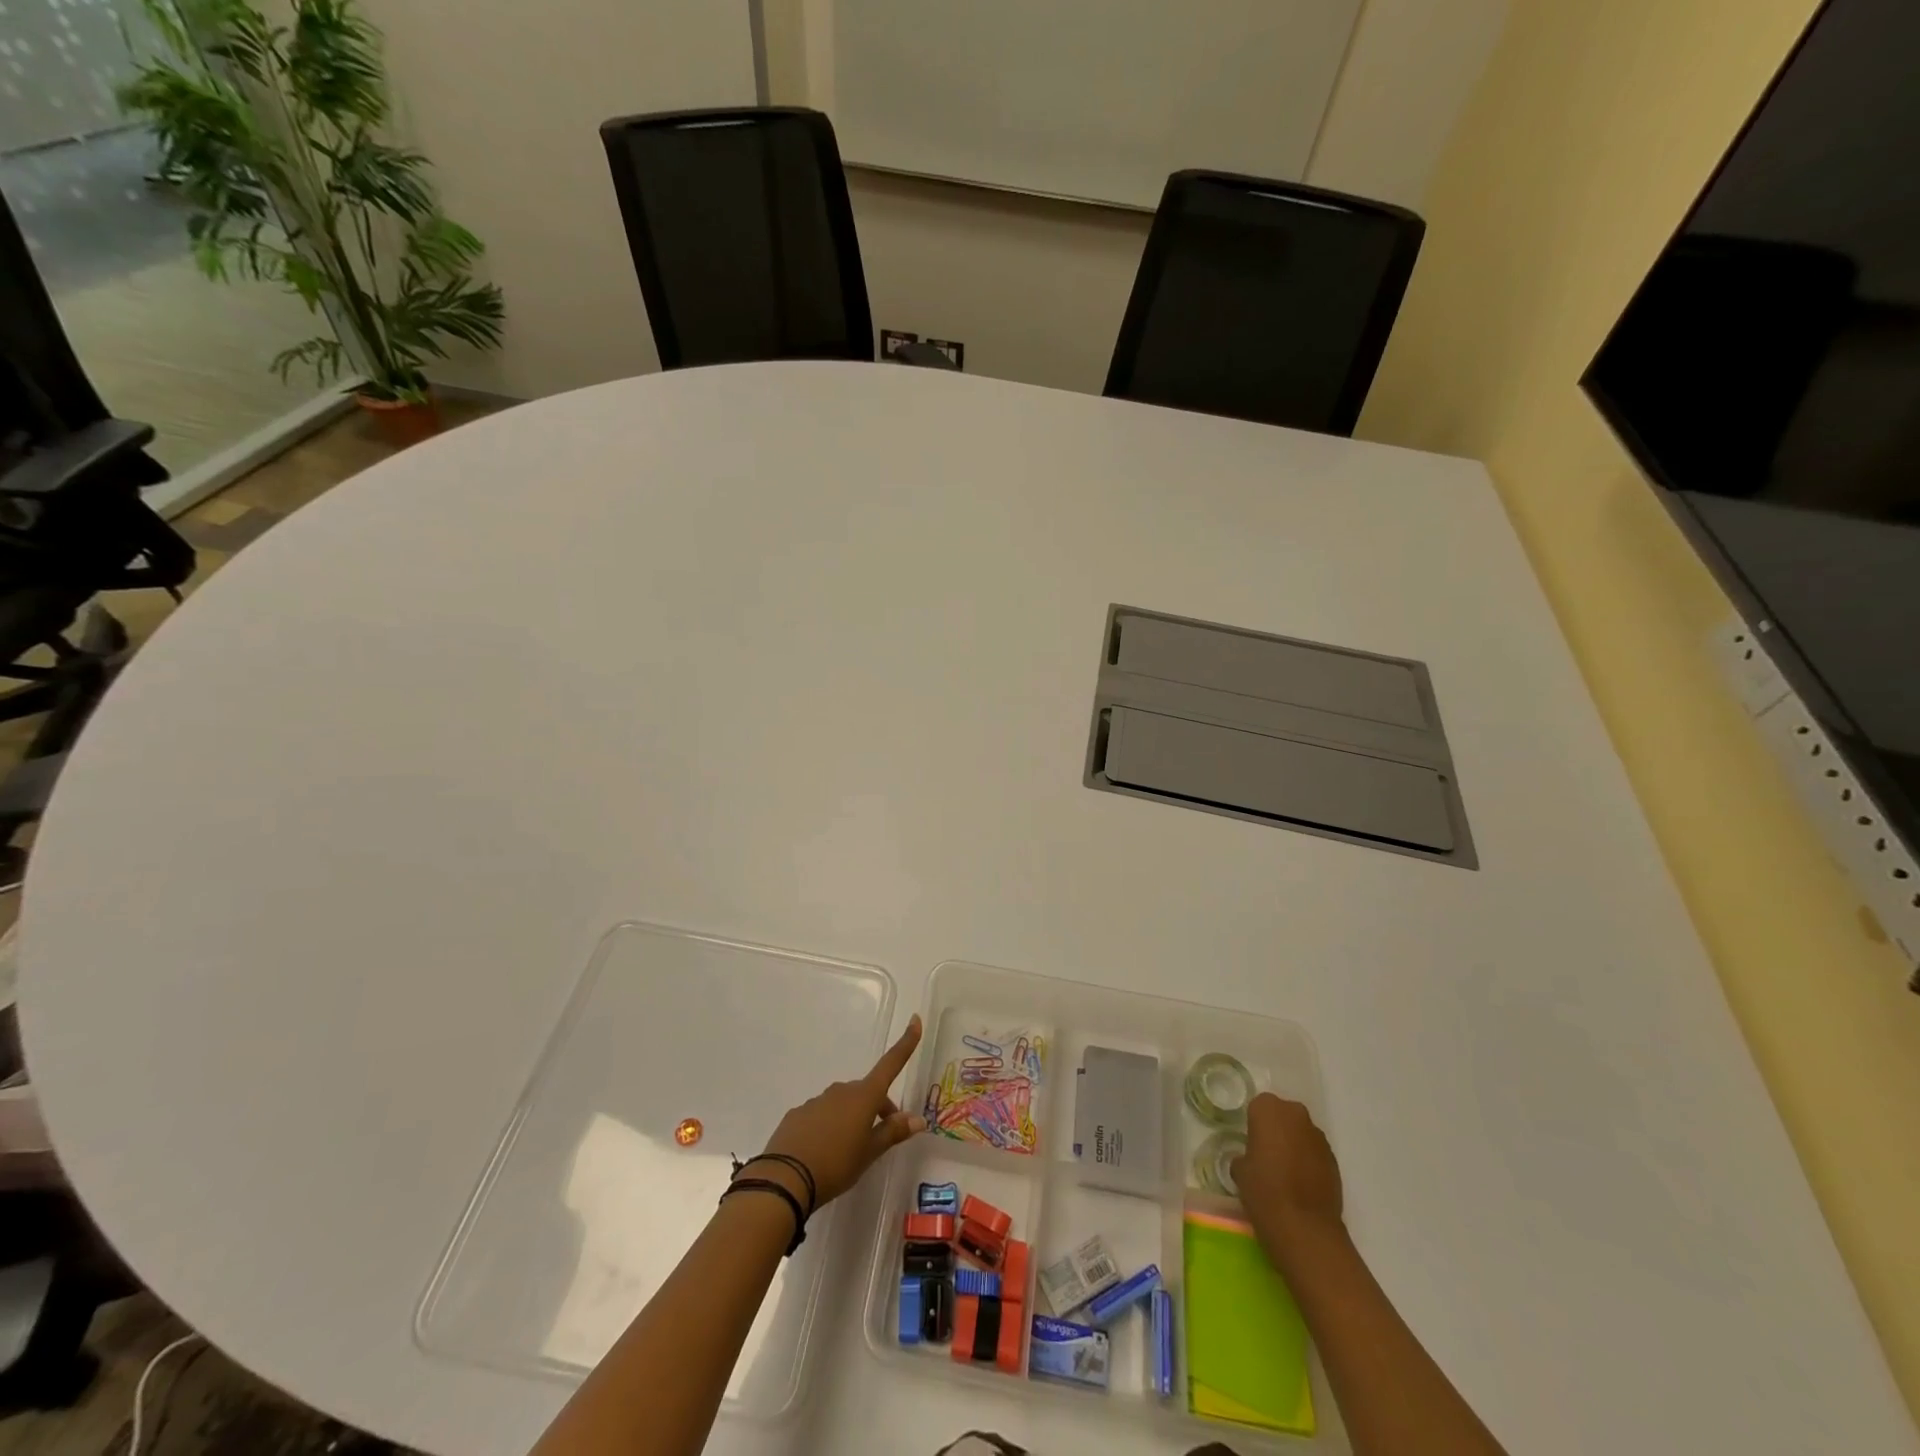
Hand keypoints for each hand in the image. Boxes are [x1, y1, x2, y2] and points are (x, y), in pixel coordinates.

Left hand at [753, 1014, 926, 1208]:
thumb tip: (919, 1119)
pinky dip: (828, 1126)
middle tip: (880, 1137)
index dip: (906, 1043)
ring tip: (848, 1151)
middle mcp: (841, 1091)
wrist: (785, 1179)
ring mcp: (817, 1100)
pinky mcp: (798, 1114)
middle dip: (877, 1108)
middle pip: (866, 1092)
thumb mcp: (869, 1153)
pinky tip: (823, 1152)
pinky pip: (820, 1115)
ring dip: (851, 1118)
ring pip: (843, 1104)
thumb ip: (893, 1133)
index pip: (890, 1064)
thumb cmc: (836, 1164)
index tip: (915, 1019)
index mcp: (863, 1096)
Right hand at [1231, 1093, 1343, 1268]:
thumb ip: (1245, 1155)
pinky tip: (1301, 1185)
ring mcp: (1319, 1138)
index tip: (1251, 1144)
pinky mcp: (1335, 1161)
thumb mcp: (1240, 1170)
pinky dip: (1308, 1162)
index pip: (1258, 1107)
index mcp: (1269, 1109)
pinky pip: (1315, 1153)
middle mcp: (1296, 1115)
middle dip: (1276, 1130)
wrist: (1306, 1229)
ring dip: (1294, 1145)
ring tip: (1285, 1173)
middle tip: (1266, 1155)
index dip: (1254, 1125)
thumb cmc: (1264, 1191)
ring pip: (1301, 1134)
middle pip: (1283, 1115)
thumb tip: (1251, 1160)